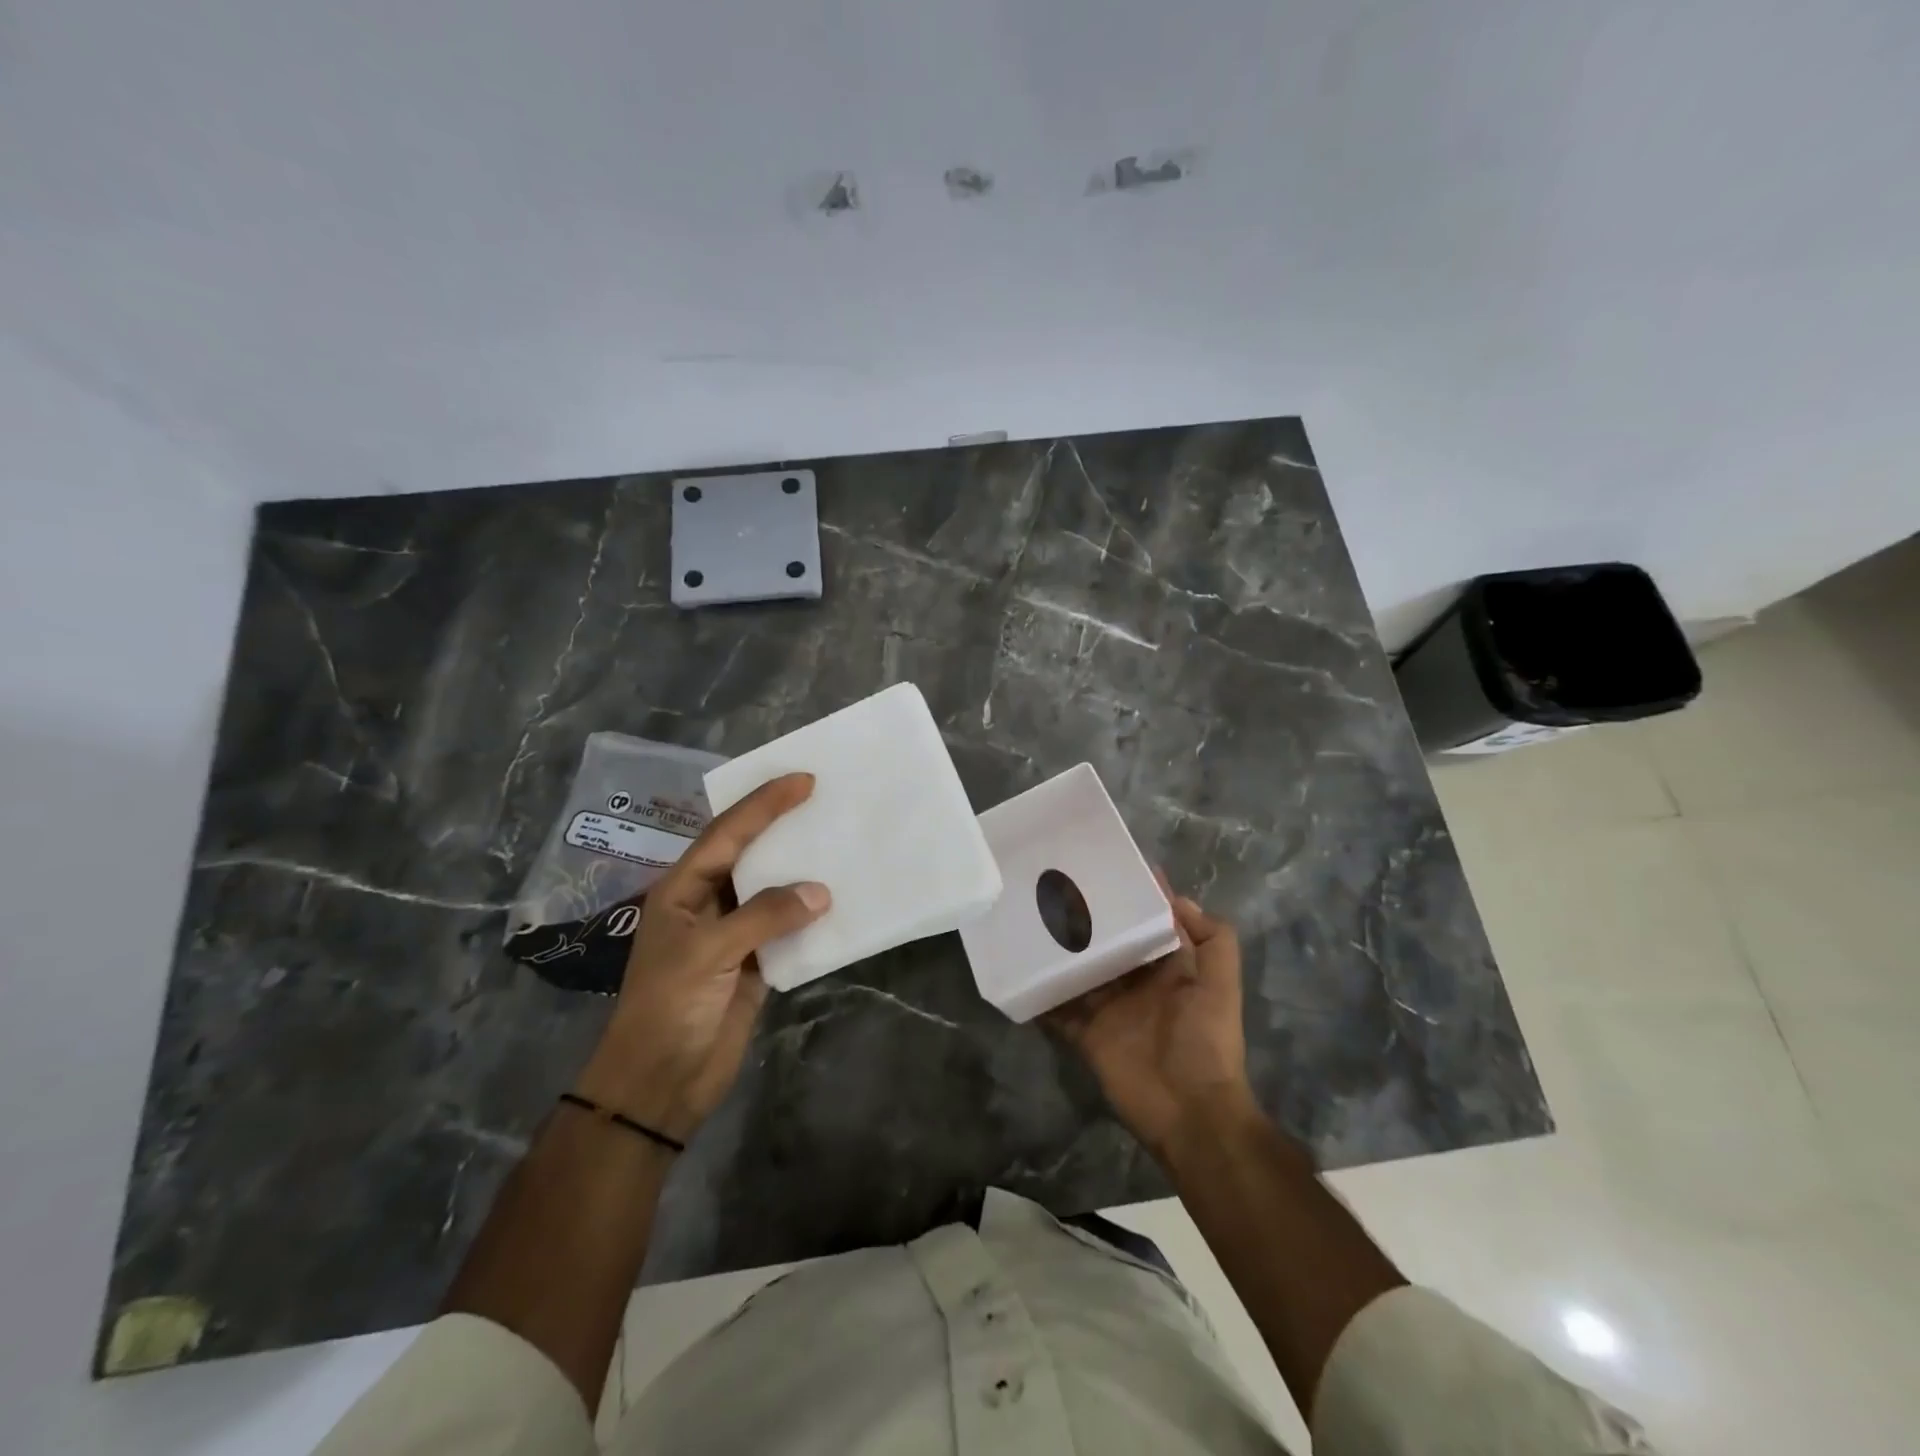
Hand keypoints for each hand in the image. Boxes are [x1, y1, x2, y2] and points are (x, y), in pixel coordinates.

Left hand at [574, 773, 828, 1142]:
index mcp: (683, 889)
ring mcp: (733, 934)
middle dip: (783, 827)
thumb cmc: (668, 1008)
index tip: (802, 780)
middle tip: (825, 799)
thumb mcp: (708, 953)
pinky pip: (788, 929)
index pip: (727, 834)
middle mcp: (709, 903)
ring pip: (773, 891)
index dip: (763, 805)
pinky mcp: (755, 964)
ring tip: (839, 842)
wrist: (659, 1084)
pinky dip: (812, 916)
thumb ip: (763, 916)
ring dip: (802, 871)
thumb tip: (821, 892)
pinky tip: (840, 901)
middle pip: (751, 855)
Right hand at [1044, 878, 1255, 1158]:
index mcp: (1168, 970)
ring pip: (1080, 972)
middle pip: (1107, 945)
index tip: (1109, 867)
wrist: (1190, 1112)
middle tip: (1055, 888)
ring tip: (1031, 919)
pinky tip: (1021, 971)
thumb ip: (1213, 940)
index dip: (1133, 900)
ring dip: (1061, 953)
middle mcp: (1136, 984)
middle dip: (1088, 921)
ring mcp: (1109, 1009)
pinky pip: (1060, 1010)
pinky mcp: (1087, 1033)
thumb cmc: (1207, 1042)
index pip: (1147, 926)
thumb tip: (1177, 898)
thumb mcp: (1221, 986)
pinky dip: (1043, 996)